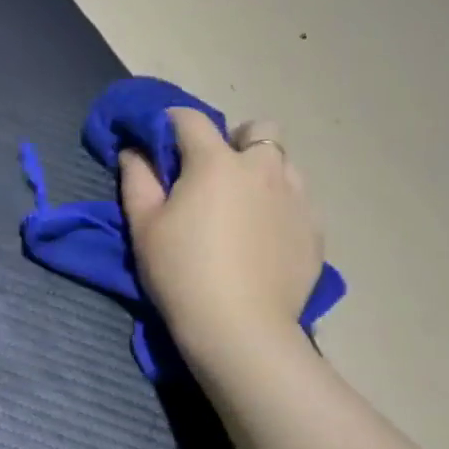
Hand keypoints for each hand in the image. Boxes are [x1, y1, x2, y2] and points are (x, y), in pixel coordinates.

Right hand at [120, 110, 322, 360]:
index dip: (170, 122)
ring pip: (283, 163)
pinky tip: (261, 238)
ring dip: (261, 171)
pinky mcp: (314, 229)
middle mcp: (263, 168)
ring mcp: (297, 197)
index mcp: (216, 163)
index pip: (191, 120)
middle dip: (234, 140)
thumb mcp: (143, 226)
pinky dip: (278, 206)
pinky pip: (297, 200)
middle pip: (257, 129)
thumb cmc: (181, 272)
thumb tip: (134, 151)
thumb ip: (137, 179)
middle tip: (212, 174)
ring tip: (241, 206)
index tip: (158, 139)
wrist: (239, 327)